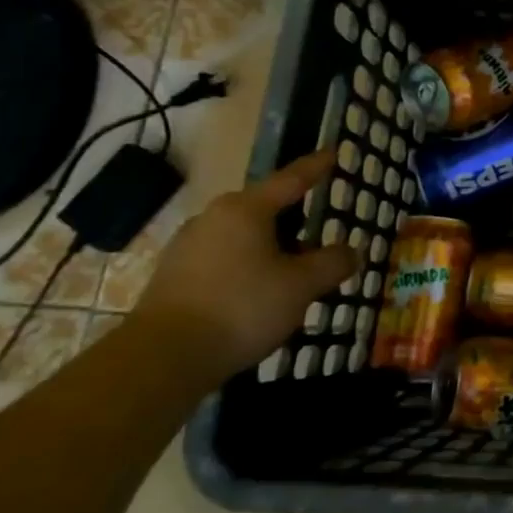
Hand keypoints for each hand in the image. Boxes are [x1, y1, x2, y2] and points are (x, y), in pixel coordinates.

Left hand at [133, 149, 355, 378]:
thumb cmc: (241, 308)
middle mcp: (213, 218)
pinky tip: (260, 296)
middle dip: (294, 221)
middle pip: (265, 210)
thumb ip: (332, 263)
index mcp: (245, 209)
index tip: (333, 152)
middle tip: (320, 233)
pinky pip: (224, 262)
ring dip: (271, 250)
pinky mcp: (173, 278)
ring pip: (244, 238)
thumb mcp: (301, 286)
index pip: (291, 179)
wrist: (160, 360)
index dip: (316, 167)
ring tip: (294, 275)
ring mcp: (188, 248)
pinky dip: (248, 270)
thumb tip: (351, 252)